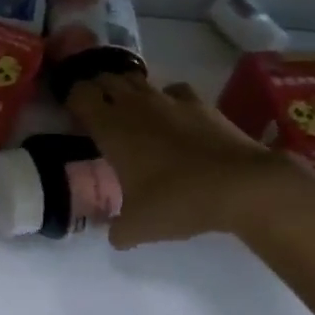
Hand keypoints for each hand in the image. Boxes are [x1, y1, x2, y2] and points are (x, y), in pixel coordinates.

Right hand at [69, 73, 309, 247]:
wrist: (243, 185)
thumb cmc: (178, 201)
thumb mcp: (139, 227)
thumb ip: (118, 230)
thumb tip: (115, 236)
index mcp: (110, 127)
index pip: (79, 94)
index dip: (72, 99)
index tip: (72, 115)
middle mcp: (134, 105)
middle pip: (105, 78)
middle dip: (97, 90)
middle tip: (96, 111)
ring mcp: (168, 99)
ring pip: (137, 80)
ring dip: (127, 90)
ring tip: (129, 112)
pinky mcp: (199, 102)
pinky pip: (172, 90)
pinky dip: (165, 99)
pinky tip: (171, 116)